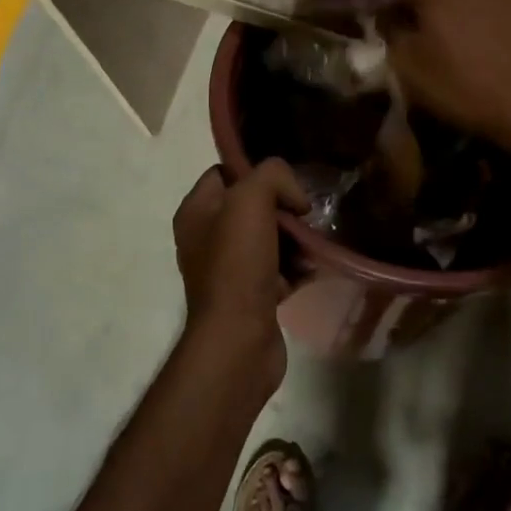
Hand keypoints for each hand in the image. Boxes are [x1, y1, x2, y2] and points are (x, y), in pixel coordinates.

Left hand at [172, 161, 308, 380]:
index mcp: (196, 211)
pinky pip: (280, 269)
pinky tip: (313, 268)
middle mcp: (207, 238)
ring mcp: (229, 269)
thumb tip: (294, 198)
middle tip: (304, 216)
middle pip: (254, 205)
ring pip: (271, 238)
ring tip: (314, 243)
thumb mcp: (251, 200)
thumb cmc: (238, 264)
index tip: (286, 183)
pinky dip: (298, 267)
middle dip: (284, 208)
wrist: (239, 339)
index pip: (226, 172)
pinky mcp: (251, 295)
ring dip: (296, 239)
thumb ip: (272, 176)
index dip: (256, 171)